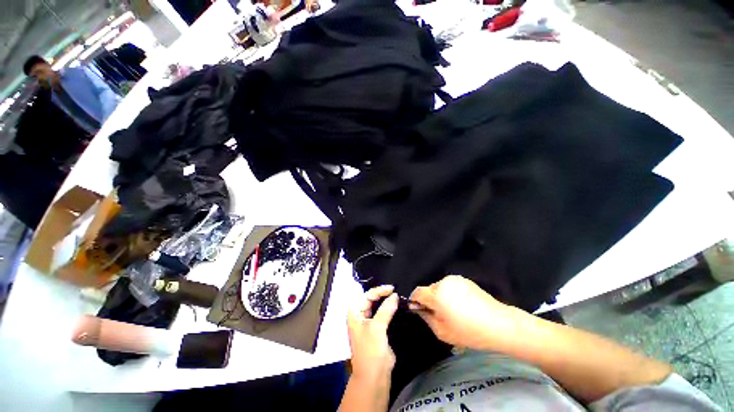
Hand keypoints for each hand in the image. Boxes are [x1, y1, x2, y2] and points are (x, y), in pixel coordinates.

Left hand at [347, 285, 398, 382]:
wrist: (374, 377)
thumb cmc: (370, 351)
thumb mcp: (377, 328)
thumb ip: (386, 309)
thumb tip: (395, 295)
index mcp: (355, 312)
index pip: (367, 295)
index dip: (380, 290)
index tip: (393, 288)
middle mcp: (360, 314)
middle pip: (372, 299)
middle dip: (383, 294)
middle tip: (397, 291)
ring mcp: (369, 321)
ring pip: (378, 306)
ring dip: (387, 301)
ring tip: (398, 296)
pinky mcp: (377, 329)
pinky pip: (383, 314)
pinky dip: (390, 309)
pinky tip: (397, 306)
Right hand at [409, 275, 527, 350]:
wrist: (499, 324)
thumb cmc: (469, 332)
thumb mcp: (442, 332)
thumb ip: (426, 318)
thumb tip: (419, 309)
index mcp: (436, 294)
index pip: (418, 292)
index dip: (416, 300)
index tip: (420, 309)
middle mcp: (443, 282)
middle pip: (429, 289)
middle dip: (430, 300)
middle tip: (440, 314)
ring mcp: (455, 279)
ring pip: (440, 287)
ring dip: (441, 296)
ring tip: (453, 310)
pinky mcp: (465, 280)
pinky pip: (451, 286)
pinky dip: (451, 293)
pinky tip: (463, 305)